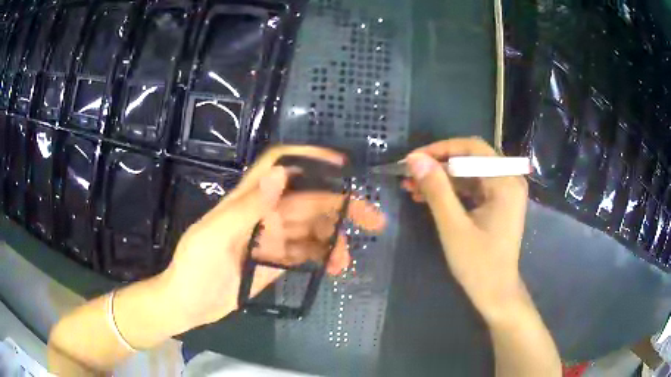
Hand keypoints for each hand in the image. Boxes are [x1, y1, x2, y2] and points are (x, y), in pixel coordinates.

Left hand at [160, 146, 385, 327]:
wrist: (188, 304)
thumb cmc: (194, 267)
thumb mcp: (214, 236)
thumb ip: (248, 207)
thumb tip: (281, 173)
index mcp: (248, 201)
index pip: (280, 165)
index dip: (309, 158)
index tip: (342, 166)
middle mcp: (265, 214)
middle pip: (309, 199)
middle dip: (342, 206)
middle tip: (372, 220)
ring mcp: (273, 239)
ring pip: (313, 229)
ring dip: (334, 240)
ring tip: (345, 261)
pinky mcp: (277, 261)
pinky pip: (307, 253)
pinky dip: (324, 257)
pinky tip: (335, 268)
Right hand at [401, 138, 528, 320]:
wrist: (496, 293)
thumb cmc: (478, 264)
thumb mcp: (454, 226)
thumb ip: (436, 189)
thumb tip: (415, 159)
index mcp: (505, 182)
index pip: (472, 148)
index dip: (440, 149)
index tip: (413, 159)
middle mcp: (510, 180)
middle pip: (471, 159)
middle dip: (438, 165)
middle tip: (409, 174)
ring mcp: (505, 191)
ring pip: (469, 173)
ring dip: (442, 179)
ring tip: (413, 187)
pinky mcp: (498, 202)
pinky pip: (473, 187)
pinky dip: (451, 191)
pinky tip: (429, 197)